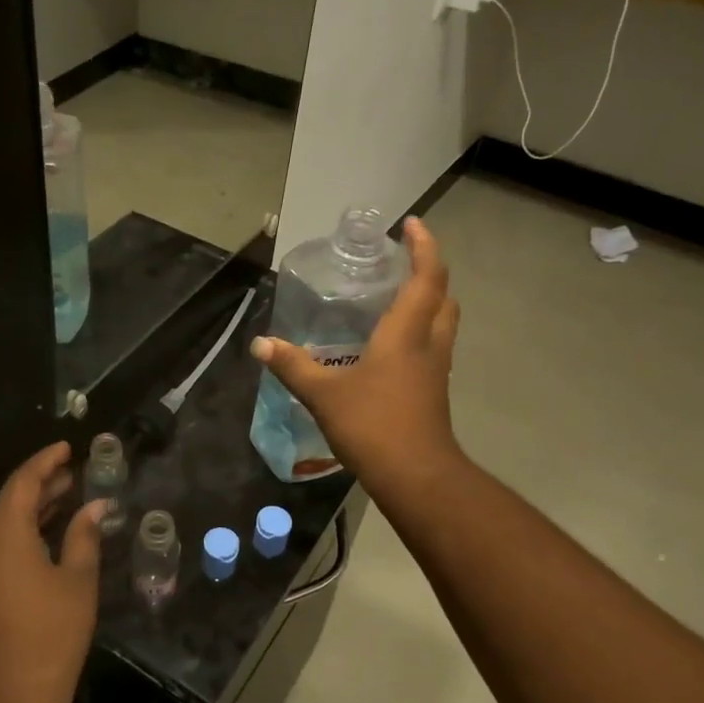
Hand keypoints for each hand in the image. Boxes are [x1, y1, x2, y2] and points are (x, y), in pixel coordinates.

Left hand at [0, 441, 106, 702]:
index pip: (24, 481)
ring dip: (29, 513)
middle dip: (41, 487)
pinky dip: (16, 538)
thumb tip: (95, 507)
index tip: (68, 448)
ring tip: (64, 505)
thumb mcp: (77, 582)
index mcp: (2, 532)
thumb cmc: (49, 637)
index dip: (46, 461)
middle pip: (8, 502)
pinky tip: (42, 545)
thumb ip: (84, 537)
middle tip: (73, 477)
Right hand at [250, 217, 460, 496]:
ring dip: (429, 300)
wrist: (417, 477)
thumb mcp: (324, 394)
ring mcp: (435, 370)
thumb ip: (293, 366)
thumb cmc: (374, 426)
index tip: (411, 225)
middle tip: (403, 260)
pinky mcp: (433, 391)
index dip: (424, 246)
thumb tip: (260, 344)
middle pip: (443, 296)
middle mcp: (428, 344)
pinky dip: (420, 331)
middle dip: (429, 271)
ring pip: (442, 322)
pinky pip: (433, 346)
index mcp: (406, 333)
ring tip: (398, 295)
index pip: (426, 277)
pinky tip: (392, 345)